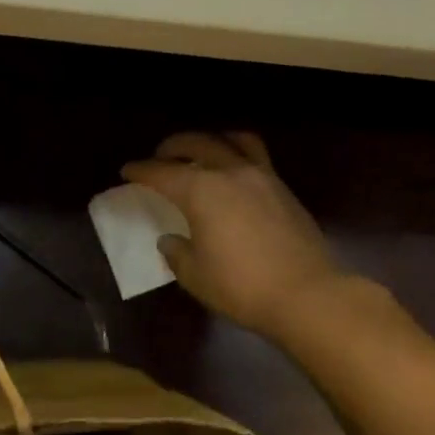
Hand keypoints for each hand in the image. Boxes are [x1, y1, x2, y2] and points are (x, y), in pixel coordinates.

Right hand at [122, 131, 348, 339]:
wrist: (306, 294)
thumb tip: (171, 240)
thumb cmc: (241, 287)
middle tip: (160, 157)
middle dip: (172, 147)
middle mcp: (229, 172)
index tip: (127, 170)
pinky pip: (257, 156)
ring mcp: (261, 176)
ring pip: (233, 140)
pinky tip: (234, 174)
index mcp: (201, 191)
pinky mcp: (283, 188)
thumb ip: (177, 253)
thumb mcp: (195, 276)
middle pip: (196, 144)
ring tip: (202, 152)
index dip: (141, 170)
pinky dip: (238, 153)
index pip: (162, 173)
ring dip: (211, 140)